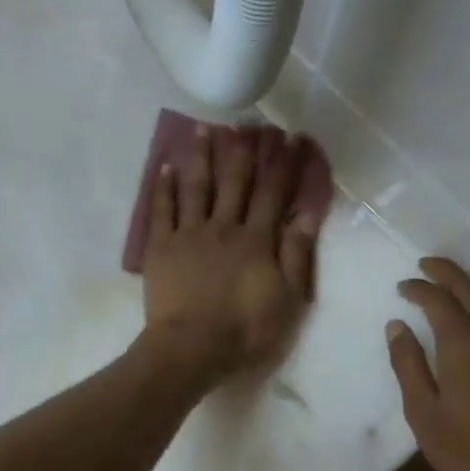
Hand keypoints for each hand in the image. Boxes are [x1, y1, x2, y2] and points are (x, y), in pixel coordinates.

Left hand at [142, 122, 318, 383]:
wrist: (191, 349)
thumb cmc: (245, 331)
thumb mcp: (287, 301)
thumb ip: (297, 255)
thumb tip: (308, 214)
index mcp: (257, 240)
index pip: (274, 193)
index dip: (283, 164)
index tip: (290, 137)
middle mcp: (224, 227)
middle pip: (235, 181)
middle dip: (243, 149)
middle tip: (247, 121)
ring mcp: (189, 234)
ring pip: (197, 186)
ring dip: (202, 156)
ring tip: (204, 128)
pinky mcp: (161, 247)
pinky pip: (162, 209)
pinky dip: (163, 186)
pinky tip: (165, 165)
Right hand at [386, 258, 469, 470]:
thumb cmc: (467, 450)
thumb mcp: (423, 412)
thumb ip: (408, 366)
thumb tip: (396, 327)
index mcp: (463, 346)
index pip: (439, 301)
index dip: (418, 289)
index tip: (401, 287)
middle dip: (447, 273)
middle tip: (426, 264)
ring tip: (453, 281)